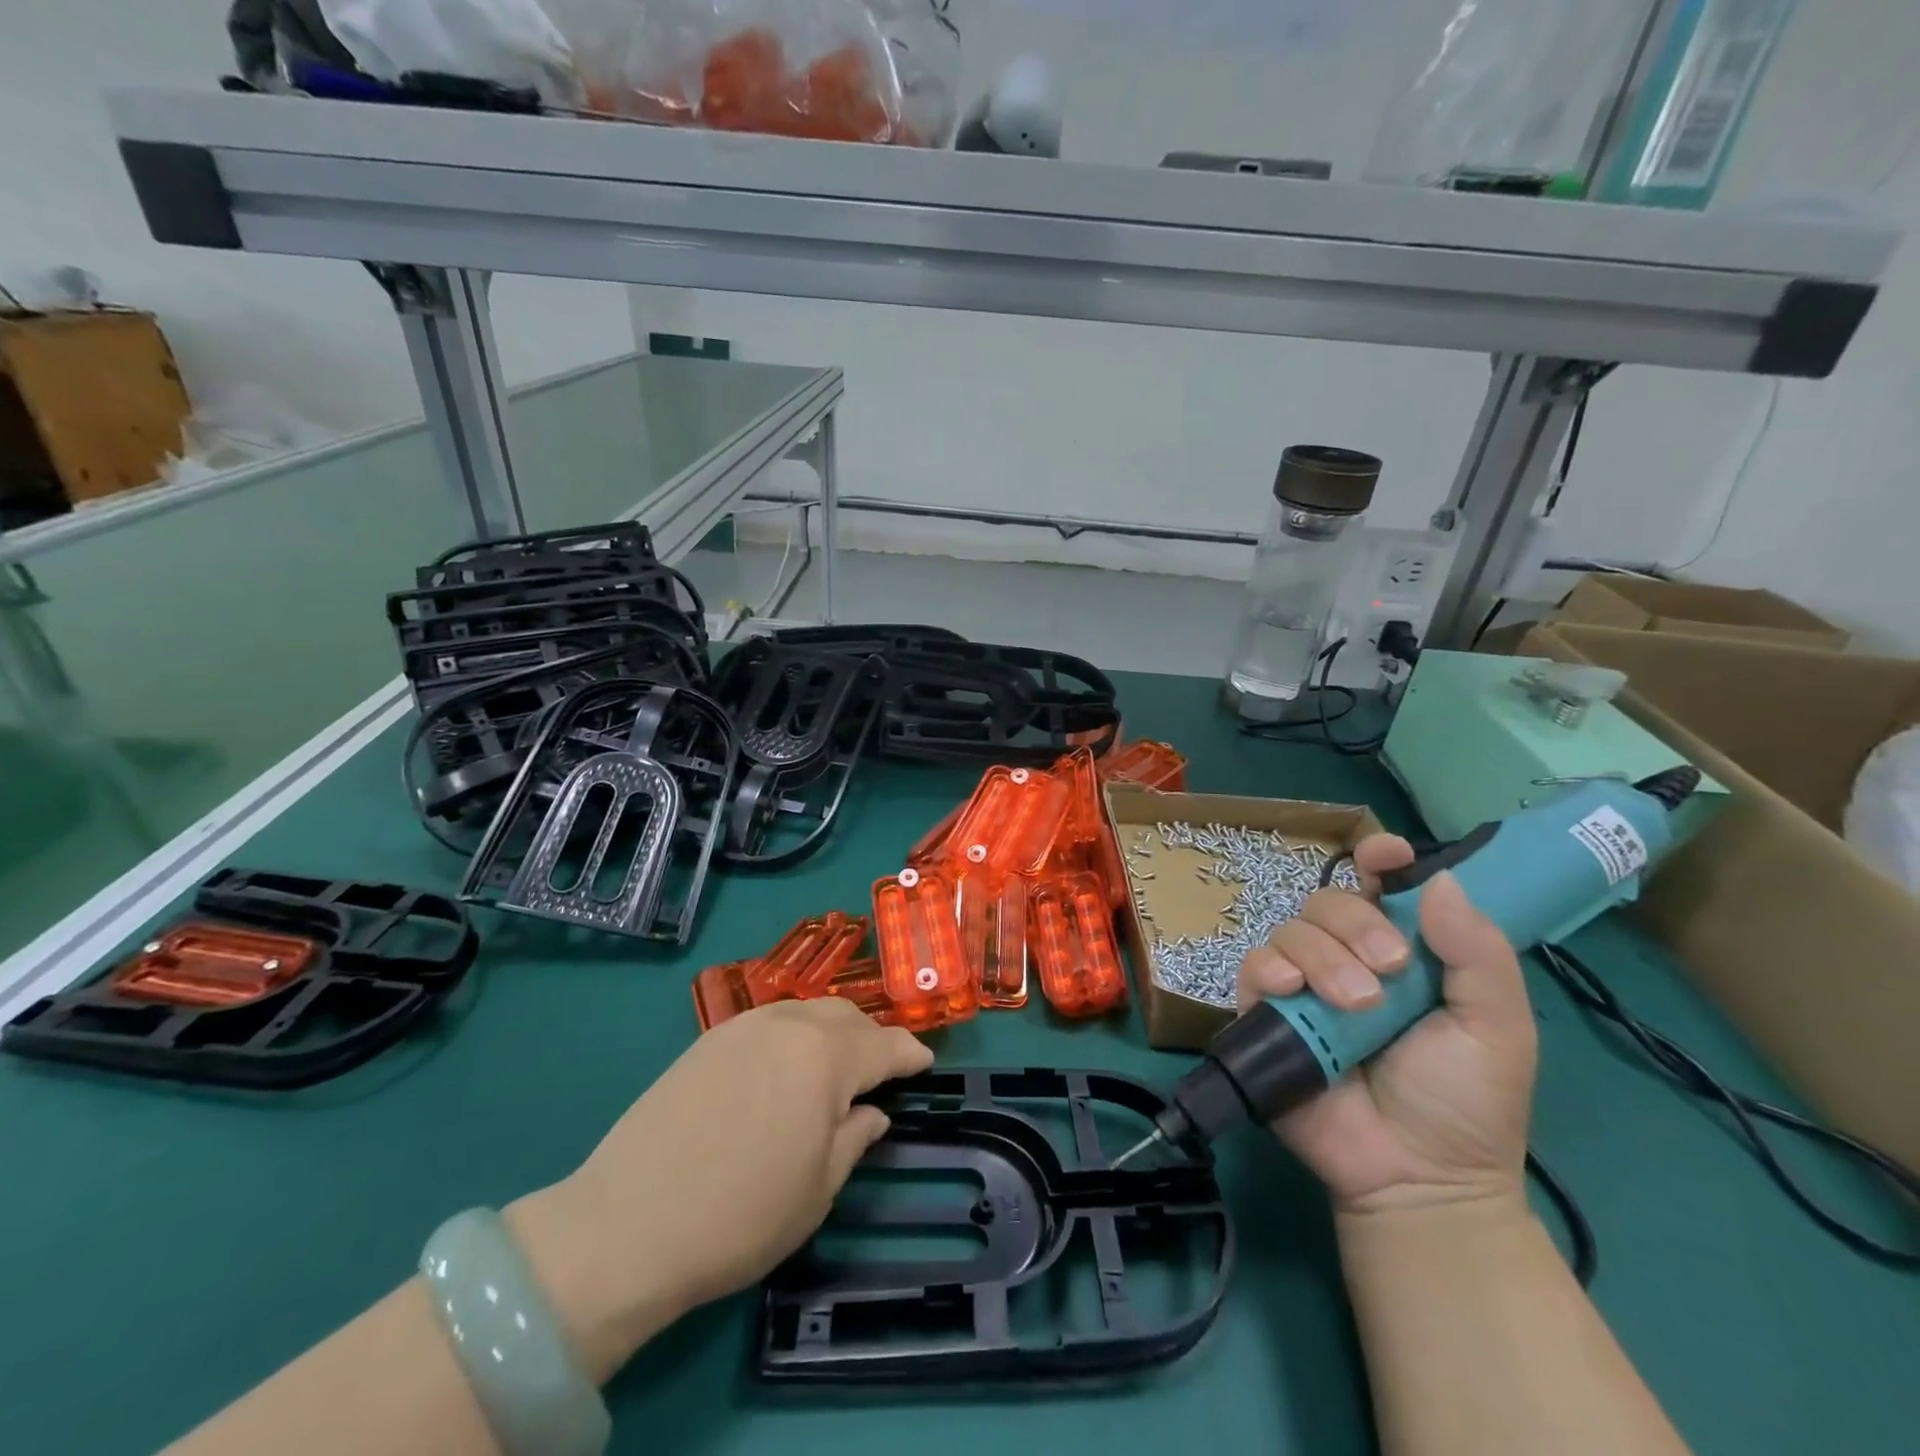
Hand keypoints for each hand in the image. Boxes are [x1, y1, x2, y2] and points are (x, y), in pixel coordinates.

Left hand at [507, 999, 931, 1377]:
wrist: (626, 1224)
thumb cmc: (740, 1215)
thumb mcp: (817, 1189)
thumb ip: (854, 1138)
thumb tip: (871, 1112)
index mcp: (825, 1056)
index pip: (884, 1045)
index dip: (910, 1055)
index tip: (926, 1064)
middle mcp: (788, 1024)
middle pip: (846, 1017)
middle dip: (872, 1039)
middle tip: (882, 1070)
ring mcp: (743, 1026)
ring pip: (807, 1012)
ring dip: (833, 1032)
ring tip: (837, 1065)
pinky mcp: (708, 1040)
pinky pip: (771, 1022)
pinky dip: (795, 1035)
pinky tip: (786, 1066)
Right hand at [1237, 834, 1536, 1216]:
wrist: (1418, 1176)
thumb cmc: (1466, 1101)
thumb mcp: (1498, 1026)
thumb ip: (1477, 953)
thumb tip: (1439, 878)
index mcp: (1404, 950)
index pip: (1382, 885)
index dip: (1380, 858)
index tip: (1386, 856)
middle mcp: (1348, 956)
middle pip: (1331, 900)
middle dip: (1357, 925)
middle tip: (1389, 972)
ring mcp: (1304, 983)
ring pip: (1293, 930)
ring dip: (1323, 957)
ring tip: (1356, 1007)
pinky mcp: (1266, 1011)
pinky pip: (1254, 966)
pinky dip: (1271, 970)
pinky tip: (1292, 992)